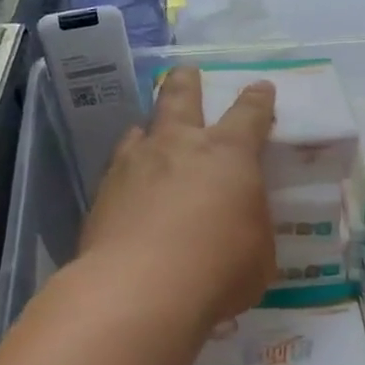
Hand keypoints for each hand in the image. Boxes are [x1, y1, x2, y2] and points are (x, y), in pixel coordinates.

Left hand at [81, 67, 275, 334]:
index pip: (249, 114)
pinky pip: (117, 169)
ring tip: (150, 135)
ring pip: (141, 129)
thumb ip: (250, 226)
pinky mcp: (103, 193)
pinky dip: (127, 172)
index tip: (261, 88)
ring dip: (150, 129)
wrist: (138, 291)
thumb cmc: (218, 270)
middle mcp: (178, 146)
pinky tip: (128, 190)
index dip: (257, 100)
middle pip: (180, 97)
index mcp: (228, 154)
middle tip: (187, 73)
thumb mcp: (258, 253)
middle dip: (187, 82)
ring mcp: (134, 165)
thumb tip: (241, 222)